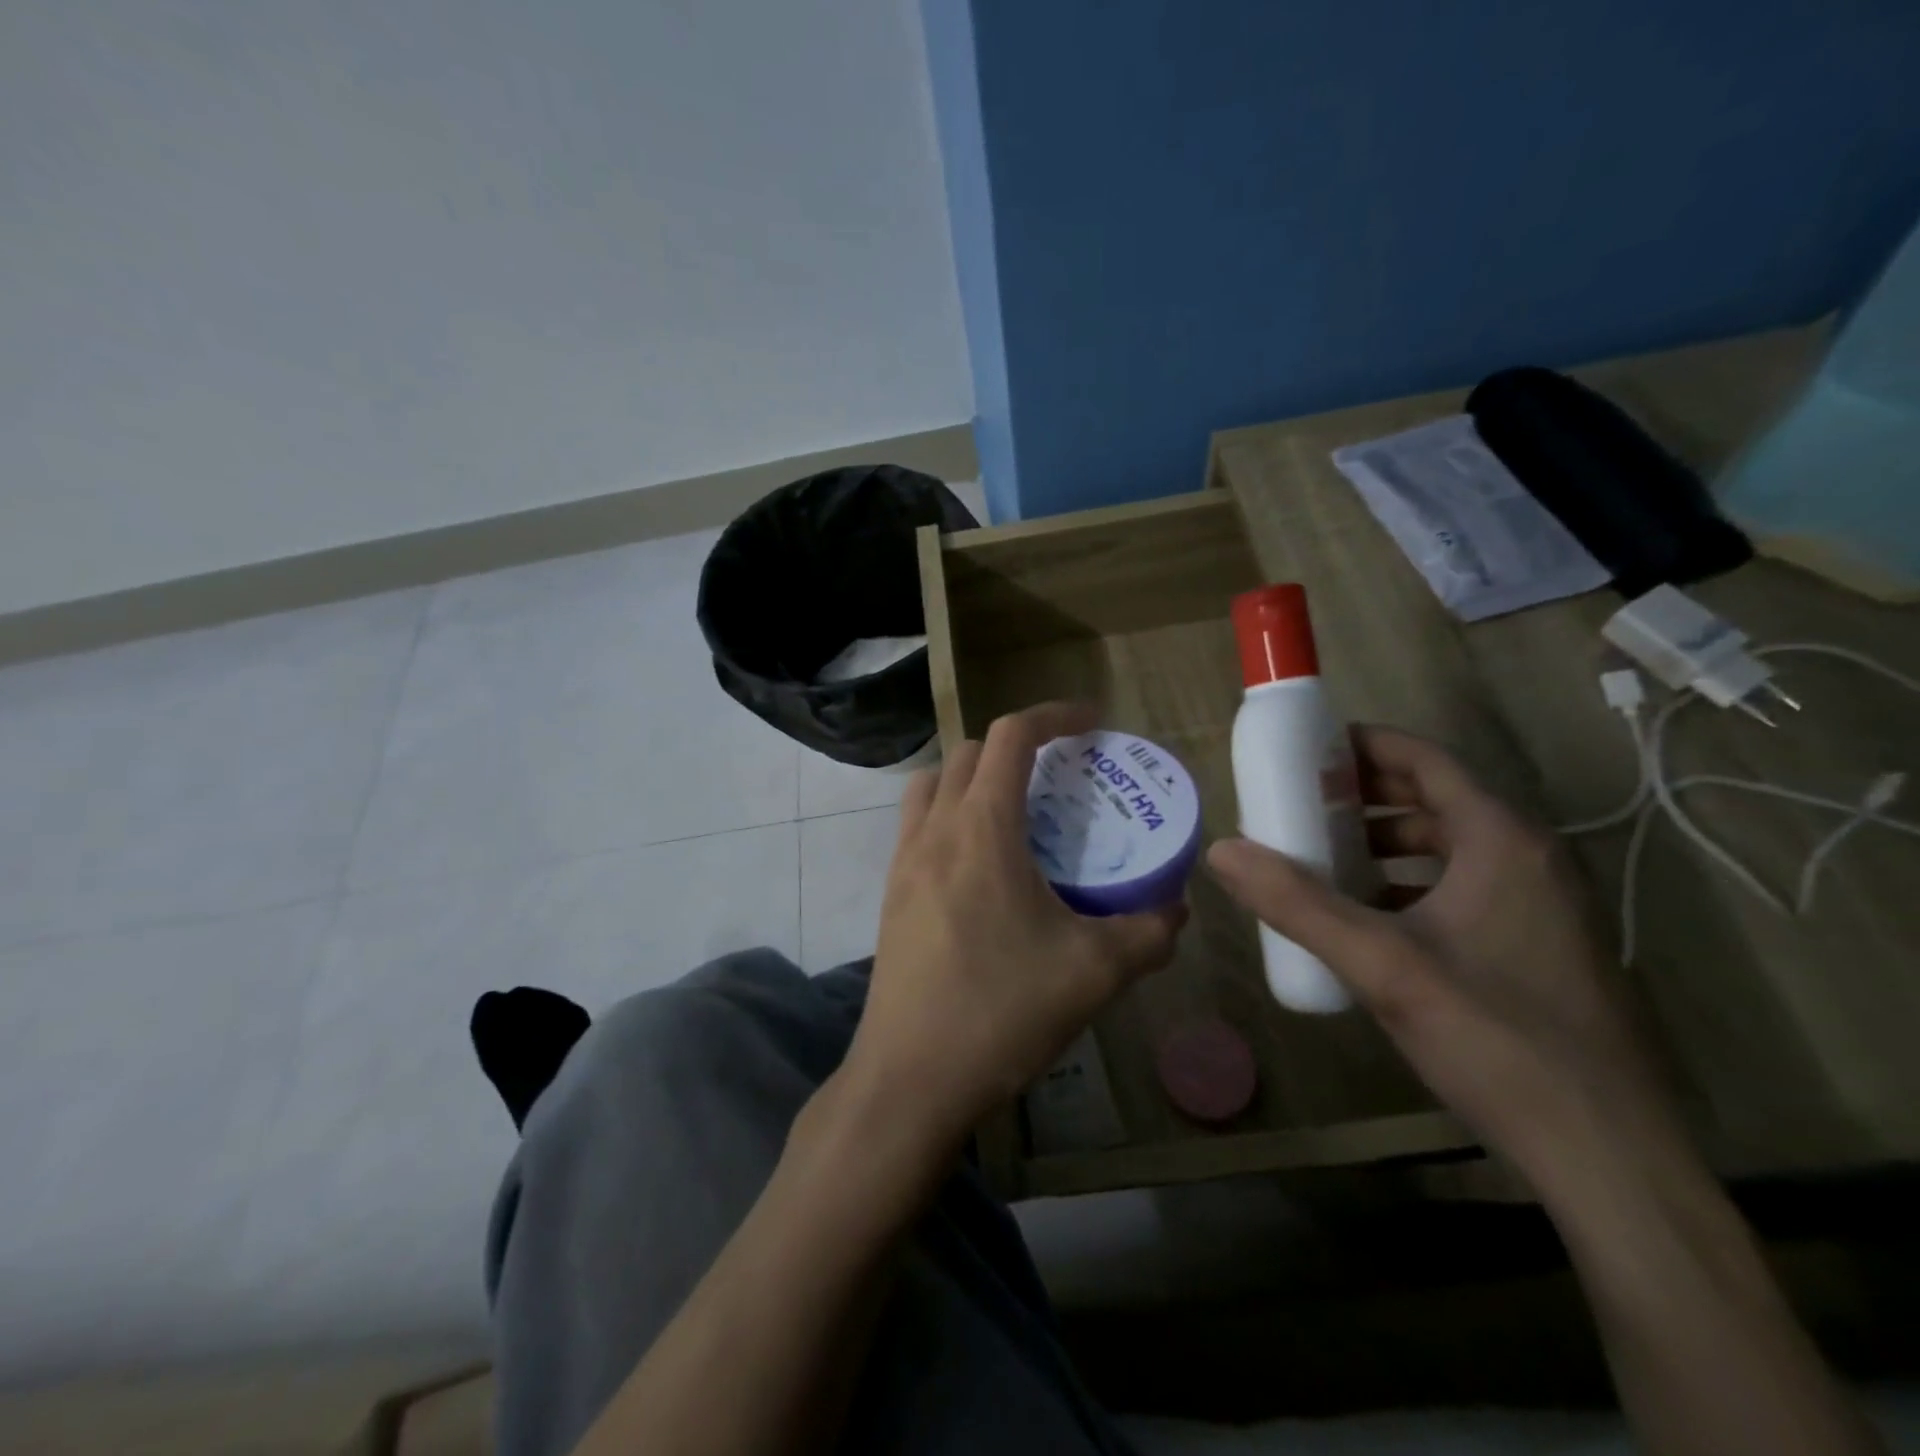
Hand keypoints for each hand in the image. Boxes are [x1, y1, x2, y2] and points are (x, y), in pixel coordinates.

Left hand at [845, 702, 1186, 1149]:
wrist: (910, 1078)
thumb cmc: (1001, 1011)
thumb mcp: (1094, 972)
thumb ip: (1148, 932)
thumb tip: (1176, 910)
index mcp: (981, 827)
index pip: (1010, 735)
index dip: (1053, 715)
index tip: (1091, 723)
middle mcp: (934, 829)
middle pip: (968, 752)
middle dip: (1015, 746)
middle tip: (1059, 776)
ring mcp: (902, 860)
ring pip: (932, 784)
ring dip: (972, 777)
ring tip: (1016, 813)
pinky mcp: (890, 893)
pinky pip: (917, 825)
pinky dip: (950, 816)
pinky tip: (984, 868)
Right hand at [1207, 725, 1681, 1194]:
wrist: (1608, 1157)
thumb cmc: (1495, 1039)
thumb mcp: (1381, 965)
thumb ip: (1296, 903)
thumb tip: (1220, 851)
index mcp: (1502, 842)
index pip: (1427, 760)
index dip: (1364, 745)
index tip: (1305, 748)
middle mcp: (1531, 859)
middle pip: (1438, 798)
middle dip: (1366, 794)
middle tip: (1300, 801)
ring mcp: (1544, 905)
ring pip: (1452, 846)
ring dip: (1387, 840)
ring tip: (1325, 855)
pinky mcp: (1543, 946)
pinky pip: (1466, 886)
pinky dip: (1412, 882)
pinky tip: (1370, 917)